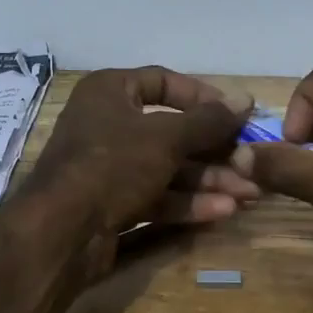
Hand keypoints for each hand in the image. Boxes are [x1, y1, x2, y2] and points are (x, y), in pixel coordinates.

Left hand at [25, 66, 258, 263]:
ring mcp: (109, 168)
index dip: (202, 96)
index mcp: (109, 92)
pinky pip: (156, 196)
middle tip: (251, 163)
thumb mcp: (166, 137)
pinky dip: (187, 203)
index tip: (236, 113)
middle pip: (171, 132)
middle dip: (214, 151)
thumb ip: (208, 121)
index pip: (162, 82)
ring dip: (208, 180)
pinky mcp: (113, 204)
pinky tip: (223, 211)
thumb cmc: (113, 164)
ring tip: (249, 193)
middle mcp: (107, 125)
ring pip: (167, 168)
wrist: (61, 231)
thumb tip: (246, 99)